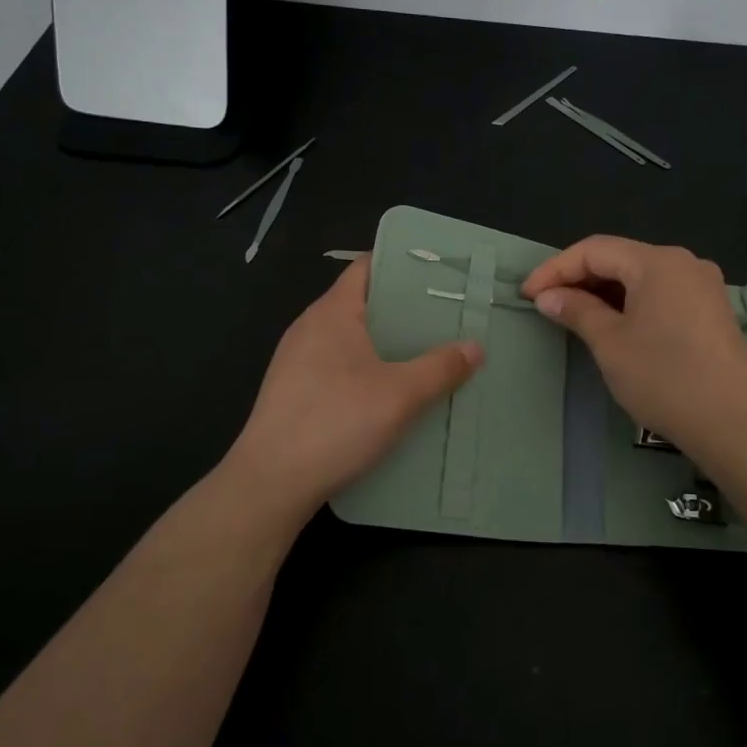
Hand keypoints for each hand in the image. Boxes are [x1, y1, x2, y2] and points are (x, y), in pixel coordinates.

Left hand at [227, 256, 483, 516]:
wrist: (270, 482)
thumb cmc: (336, 423)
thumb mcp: (400, 395)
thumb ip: (441, 368)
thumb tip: (475, 346)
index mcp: (332, 312)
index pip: (366, 267)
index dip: (401, 264)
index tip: (438, 274)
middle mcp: (309, 327)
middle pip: (361, 302)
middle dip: (401, 308)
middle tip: (444, 318)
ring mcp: (296, 361)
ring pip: (349, 337)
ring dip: (384, 342)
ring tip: (424, 353)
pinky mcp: (293, 391)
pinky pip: (336, 365)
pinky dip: (365, 368)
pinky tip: (388, 392)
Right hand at [523, 235, 746, 454]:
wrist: (732, 422)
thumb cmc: (663, 377)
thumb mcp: (610, 343)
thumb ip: (577, 311)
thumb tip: (548, 297)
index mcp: (658, 261)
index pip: (594, 250)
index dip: (555, 269)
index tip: (527, 295)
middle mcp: (684, 262)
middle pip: (620, 258)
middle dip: (579, 278)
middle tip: (546, 304)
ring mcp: (703, 286)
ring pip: (641, 276)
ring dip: (604, 291)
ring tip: (574, 314)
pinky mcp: (712, 310)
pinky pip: (662, 293)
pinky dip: (631, 302)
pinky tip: (614, 323)